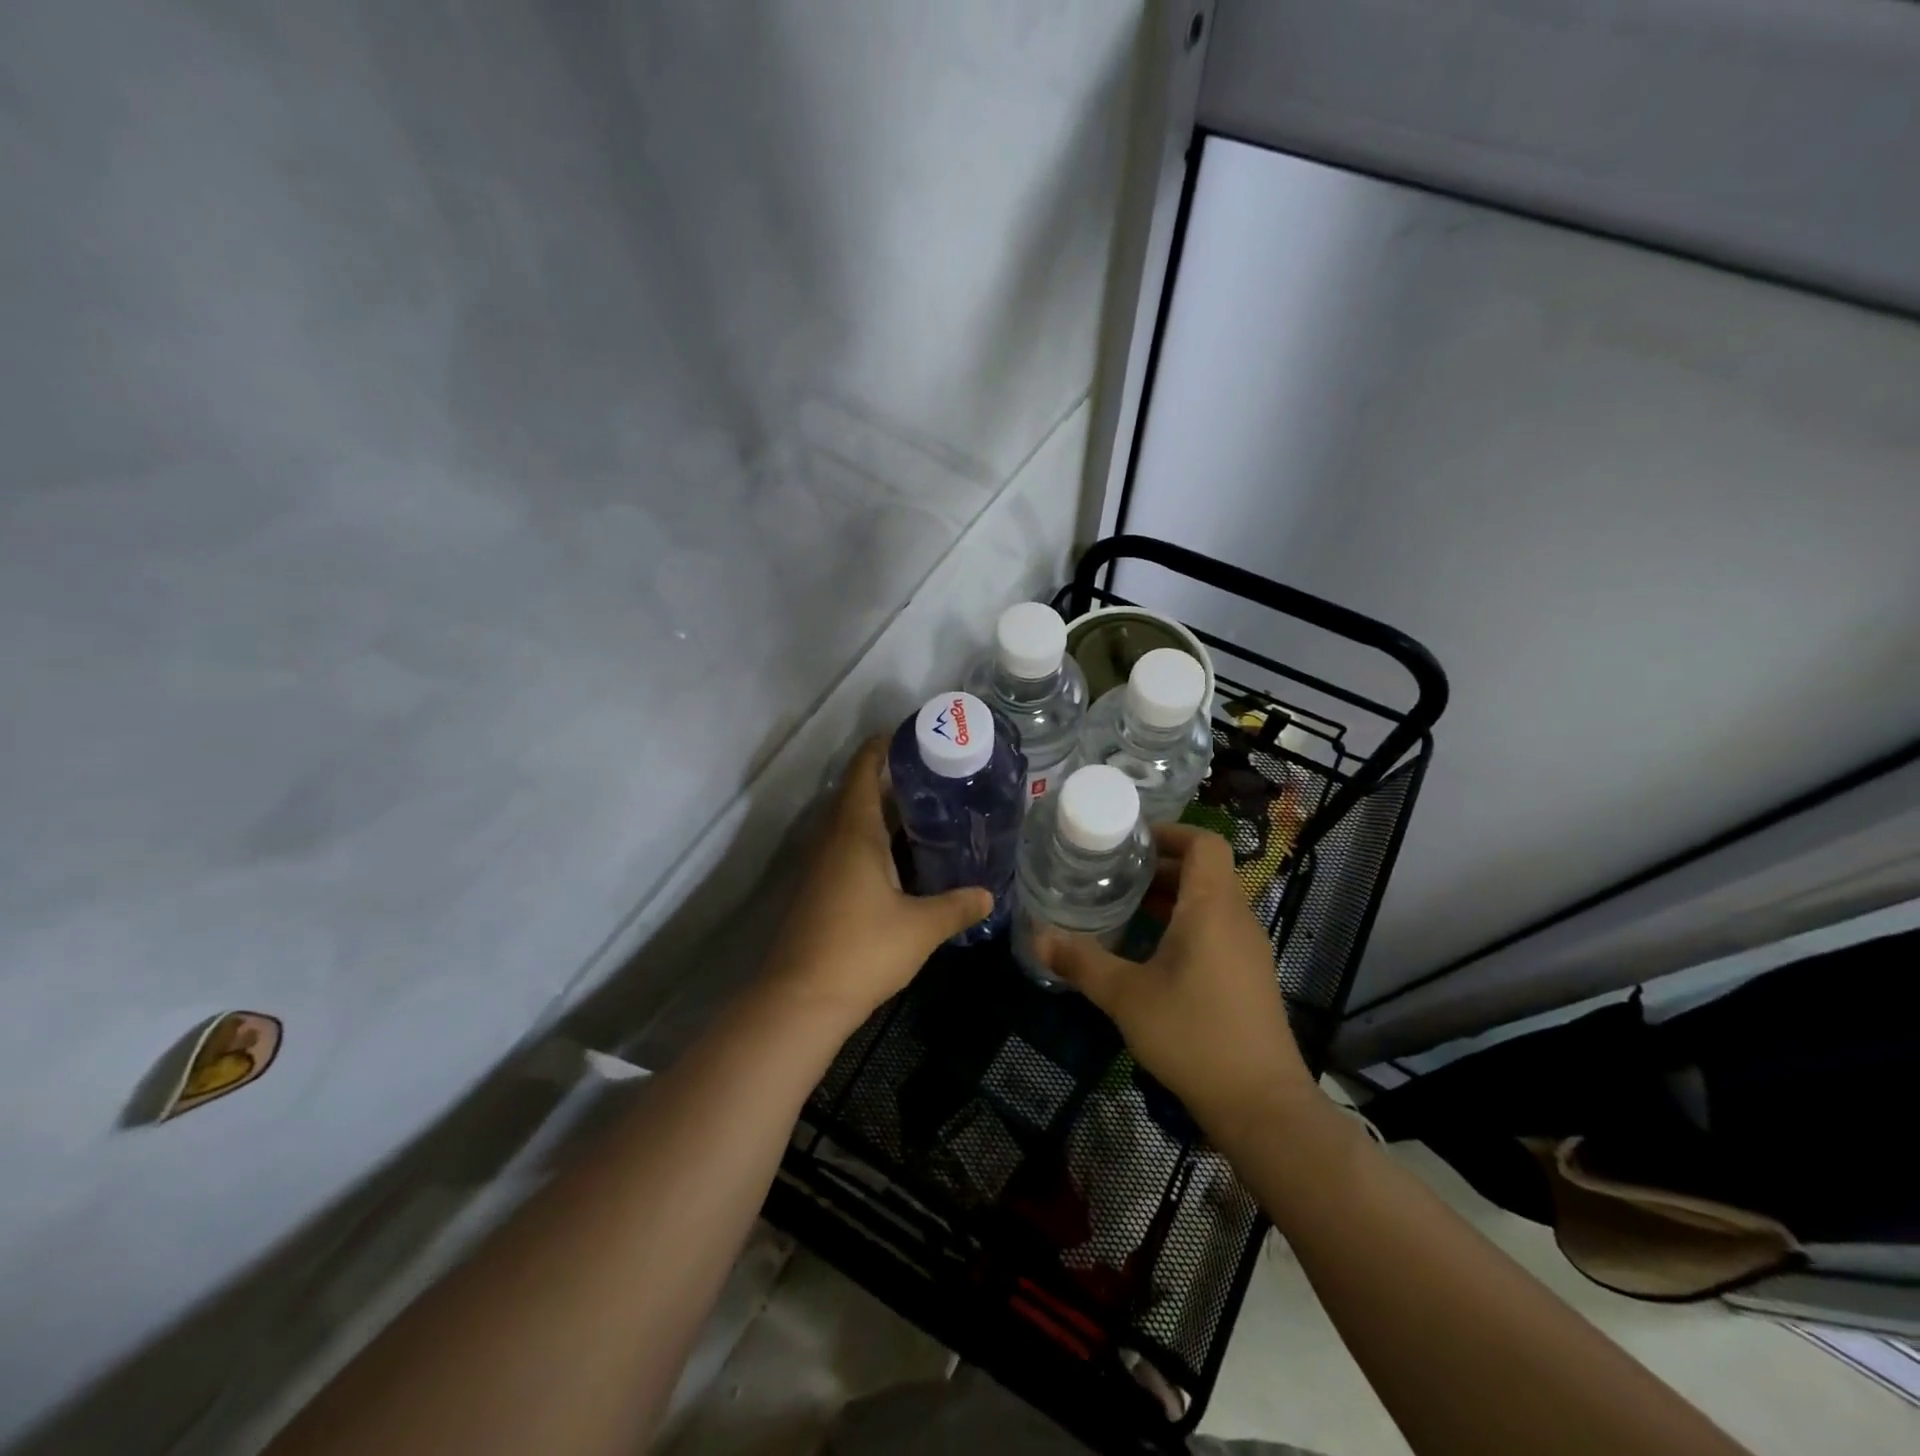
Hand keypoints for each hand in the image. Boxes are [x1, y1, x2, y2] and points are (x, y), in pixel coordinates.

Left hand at [762, 737, 992, 1028]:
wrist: (800, 1000)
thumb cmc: (862, 950)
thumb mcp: (920, 927)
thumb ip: (957, 907)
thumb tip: (988, 895)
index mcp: (854, 831)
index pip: (863, 769)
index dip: (883, 747)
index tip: (915, 737)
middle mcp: (832, 839)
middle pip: (859, 792)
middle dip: (894, 780)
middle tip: (939, 777)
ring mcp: (821, 865)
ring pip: (853, 823)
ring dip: (885, 813)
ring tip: (930, 813)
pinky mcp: (819, 890)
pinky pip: (849, 848)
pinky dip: (875, 841)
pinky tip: (904, 860)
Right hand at [1036, 824, 1317, 1140]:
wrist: (1261, 1104)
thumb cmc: (1193, 1034)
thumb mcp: (1126, 996)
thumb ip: (1081, 962)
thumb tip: (1037, 936)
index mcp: (1212, 907)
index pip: (1204, 842)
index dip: (1170, 832)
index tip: (1130, 842)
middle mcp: (1236, 918)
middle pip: (1204, 870)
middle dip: (1159, 866)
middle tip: (1113, 874)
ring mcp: (1248, 949)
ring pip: (1210, 901)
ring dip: (1171, 897)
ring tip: (1125, 908)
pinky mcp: (1250, 976)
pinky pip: (1217, 929)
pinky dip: (1185, 924)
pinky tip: (1151, 953)